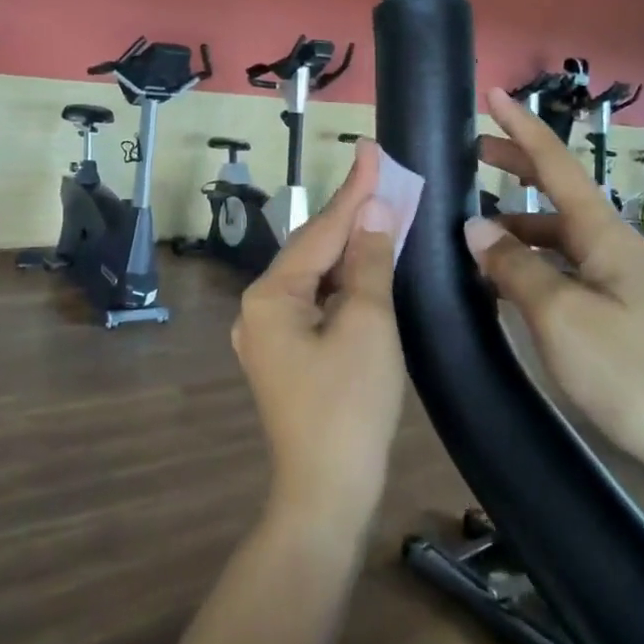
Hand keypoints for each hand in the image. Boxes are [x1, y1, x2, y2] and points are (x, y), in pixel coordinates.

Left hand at [232, 141, 406, 537]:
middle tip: (384, 176)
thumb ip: (369, 263)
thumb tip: (375, 214)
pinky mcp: (285, 356)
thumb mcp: (368, 325)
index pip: (320, 230)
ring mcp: (267, 335)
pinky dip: (343, 284)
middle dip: (351, 216)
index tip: (372, 149)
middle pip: (313, 250)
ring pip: (315, 277)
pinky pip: (316, 304)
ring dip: (350, 249)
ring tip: (383, 211)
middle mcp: (258, 308)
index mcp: (270, 295)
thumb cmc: (349, 406)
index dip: (353, 189)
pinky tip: (367, 267)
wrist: (327, 494)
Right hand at [463, 88, 643, 484]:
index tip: (492, 94)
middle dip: (515, 169)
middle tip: (469, 154)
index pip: (557, 166)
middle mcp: (612, 249)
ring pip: (555, 240)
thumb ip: (515, 268)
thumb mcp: (562, 317)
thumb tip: (476, 228)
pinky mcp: (615, 318)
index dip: (522, 129)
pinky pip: (561, 274)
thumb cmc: (633, 375)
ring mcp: (616, 285)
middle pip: (556, 195)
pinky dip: (527, 269)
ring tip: (467, 236)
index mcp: (604, 236)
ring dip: (514, 229)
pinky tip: (501, 288)